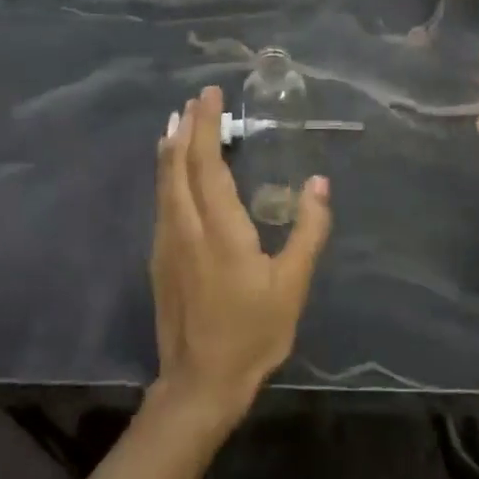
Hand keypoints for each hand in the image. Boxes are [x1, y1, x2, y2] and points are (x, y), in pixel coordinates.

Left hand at [149, 86, 331, 427]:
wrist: (200, 383)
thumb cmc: (252, 333)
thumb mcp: (292, 285)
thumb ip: (308, 231)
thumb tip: (318, 184)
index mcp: (219, 230)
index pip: (208, 164)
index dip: (207, 126)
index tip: (211, 95)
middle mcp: (185, 227)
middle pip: (178, 165)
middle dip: (187, 127)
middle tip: (196, 99)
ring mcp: (167, 243)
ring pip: (164, 183)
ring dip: (172, 148)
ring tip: (180, 122)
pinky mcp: (159, 259)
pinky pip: (162, 201)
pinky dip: (167, 173)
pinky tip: (173, 170)